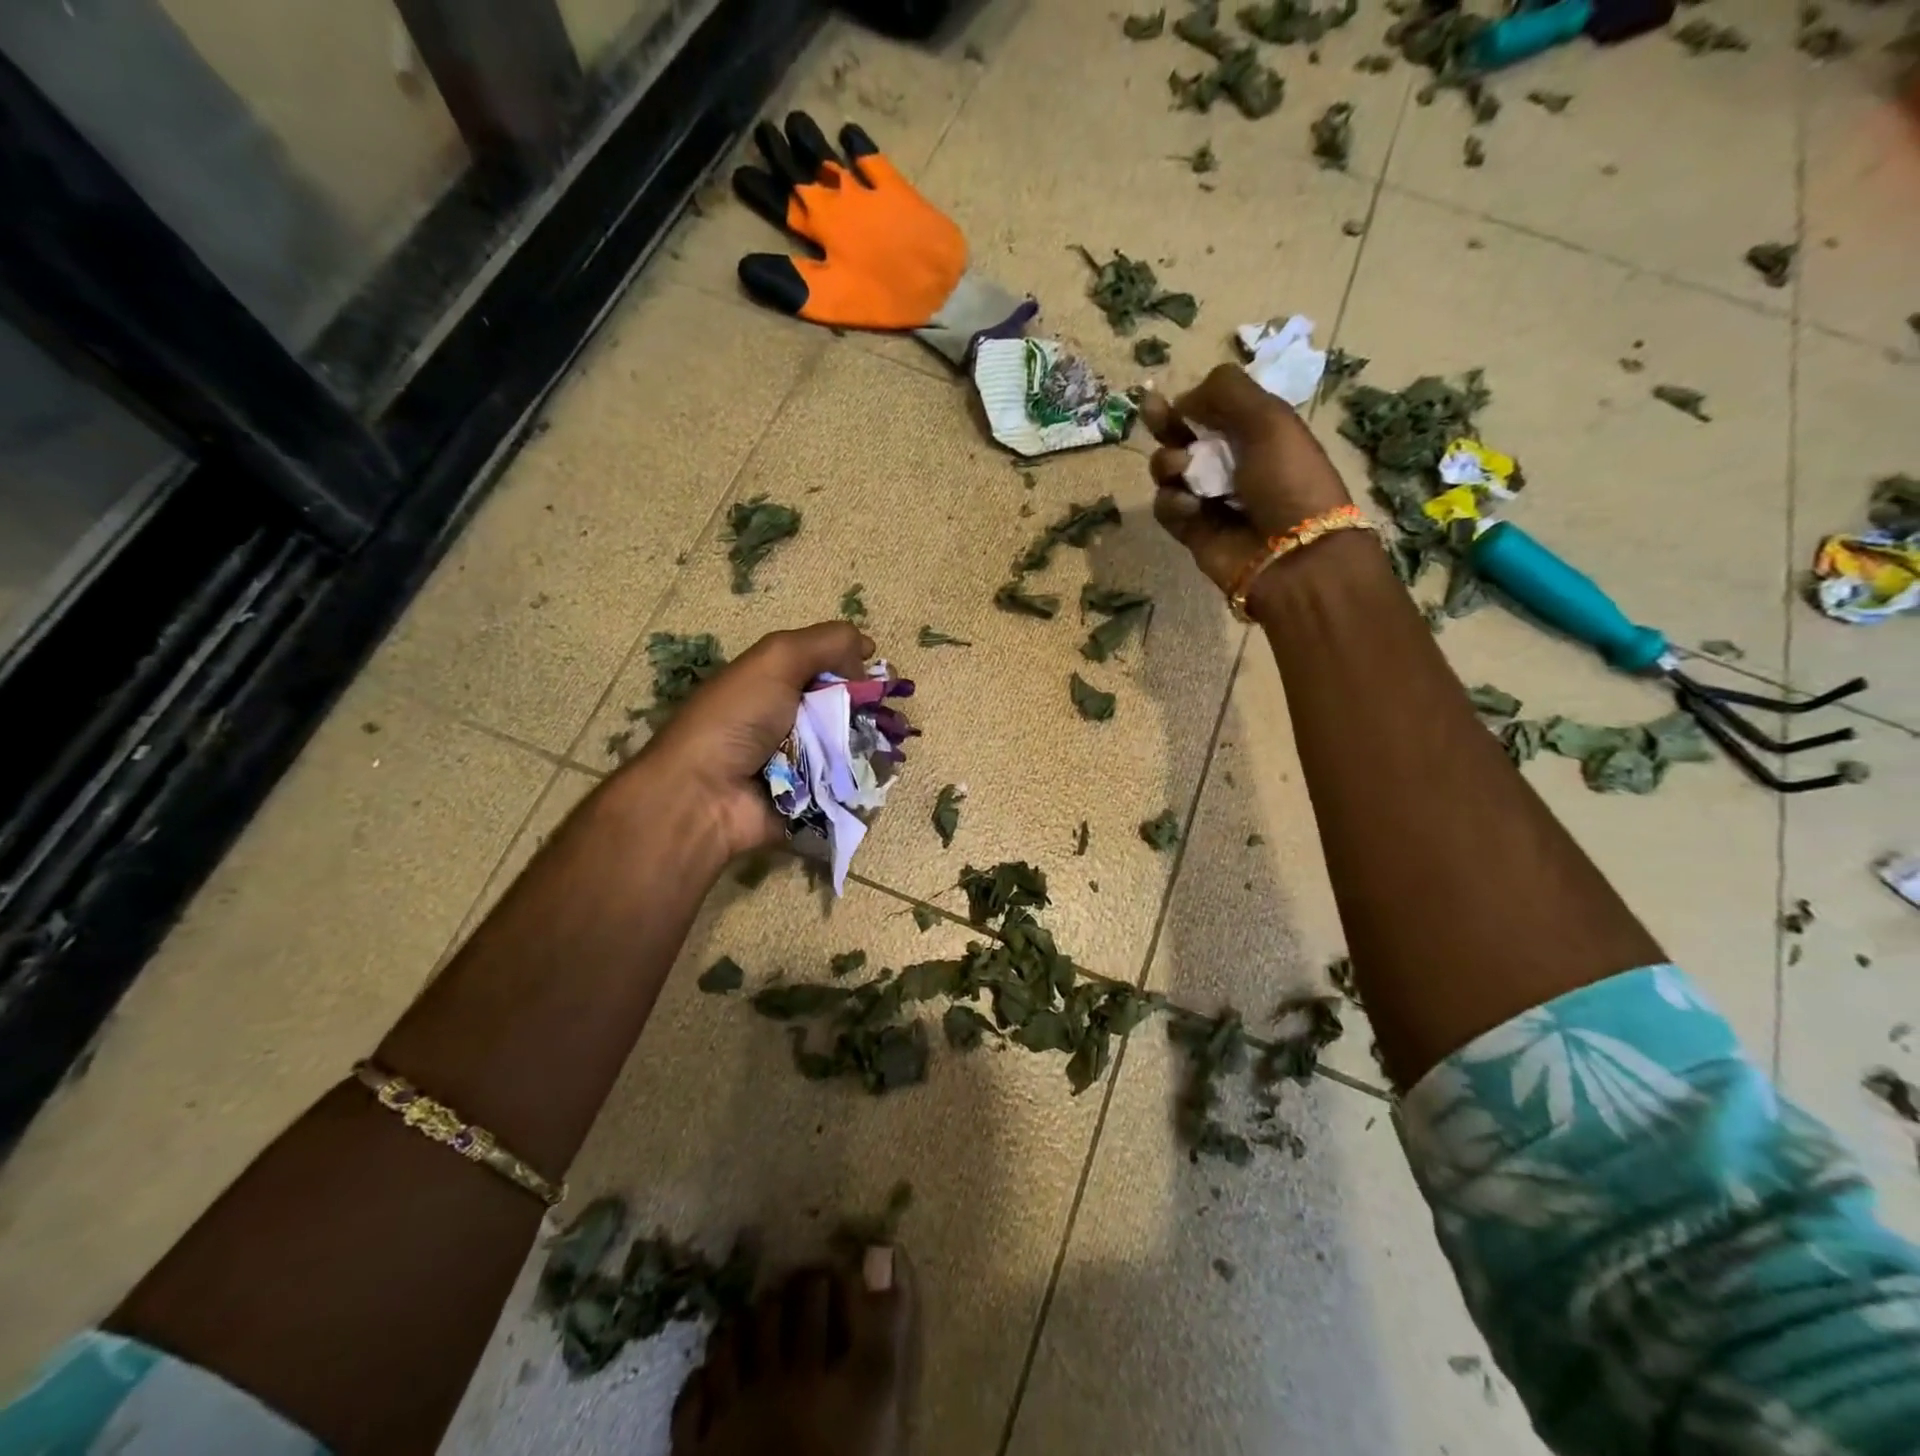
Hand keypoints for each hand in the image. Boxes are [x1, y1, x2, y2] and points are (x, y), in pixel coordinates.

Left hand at [633, 622, 873, 862]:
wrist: (705, 796)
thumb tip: (867, 647)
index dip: (858, 665)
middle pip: (846, 704)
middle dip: (873, 706)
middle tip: (892, 714)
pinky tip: (883, 769)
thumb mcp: (777, 659)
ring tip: (894, 742)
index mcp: (777, 680)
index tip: (882, 673)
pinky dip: (866, 775)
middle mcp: (789, 716)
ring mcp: (801, 758)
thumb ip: (826, 642)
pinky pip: (848, 780)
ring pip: (852, 743)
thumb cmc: (737, 718)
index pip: (829, 664)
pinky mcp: (811, 795)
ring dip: (874, 741)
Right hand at [1141, 364, 1353, 597]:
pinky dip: (1173, 502)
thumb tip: (1183, 399)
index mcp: (1255, 431)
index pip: (1212, 409)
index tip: (1170, 398)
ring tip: (1183, 470)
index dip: (1189, 401)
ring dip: (1169, 463)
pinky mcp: (1190, 528)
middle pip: (1182, 436)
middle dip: (1165, 423)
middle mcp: (1228, 461)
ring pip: (1167, 470)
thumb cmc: (1287, 478)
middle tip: (1152, 413)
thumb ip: (1226, 392)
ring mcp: (1207, 496)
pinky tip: (1191, 507)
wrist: (1290, 553)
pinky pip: (1166, 506)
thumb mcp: (1268, 419)